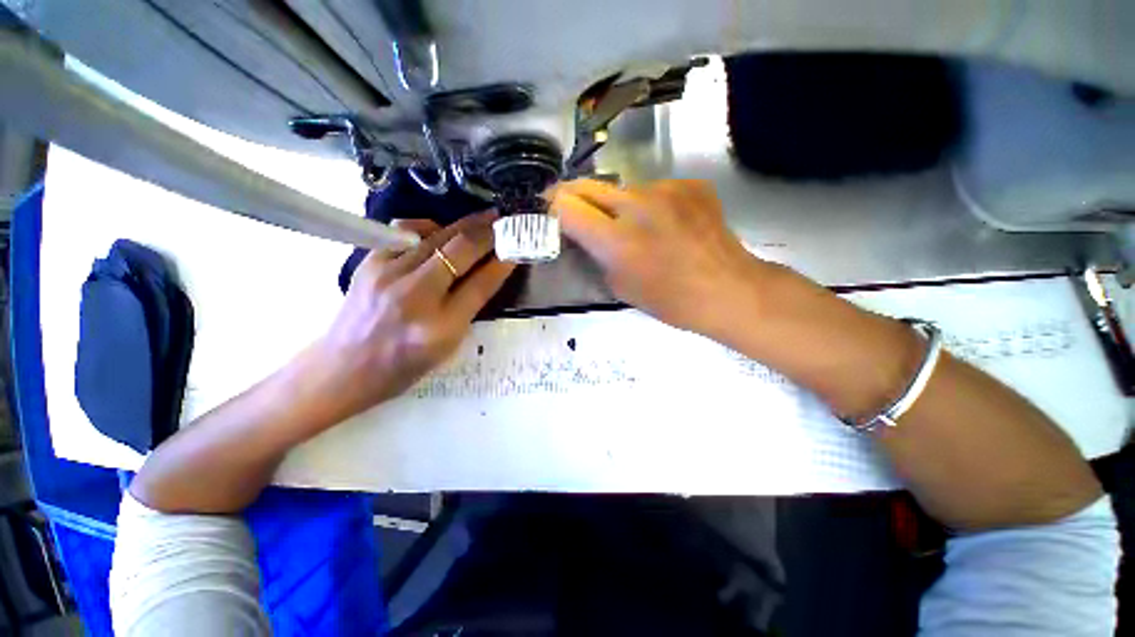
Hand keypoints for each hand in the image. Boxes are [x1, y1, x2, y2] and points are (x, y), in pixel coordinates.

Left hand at [308, 212, 514, 420]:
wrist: (345, 368)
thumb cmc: (404, 366)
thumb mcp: (449, 346)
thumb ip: (470, 308)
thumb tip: (489, 272)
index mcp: (441, 328)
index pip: (481, 284)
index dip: (502, 262)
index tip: (517, 246)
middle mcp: (415, 296)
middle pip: (460, 251)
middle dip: (488, 232)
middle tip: (504, 220)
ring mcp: (387, 274)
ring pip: (436, 235)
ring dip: (464, 225)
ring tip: (482, 219)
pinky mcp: (369, 262)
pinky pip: (405, 231)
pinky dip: (429, 226)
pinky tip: (439, 231)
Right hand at [551, 179, 768, 338]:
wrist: (727, 289)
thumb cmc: (670, 300)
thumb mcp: (619, 286)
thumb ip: (597, 255)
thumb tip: (587, 235)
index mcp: (616, 239)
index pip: (567, 206)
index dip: (551, 207)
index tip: (548, 211)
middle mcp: (637, 204)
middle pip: (589, 186)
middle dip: (573, 196)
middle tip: (572, 210)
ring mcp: (666, 189)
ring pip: (623, 189)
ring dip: (616, 205)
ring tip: (632, 227)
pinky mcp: (689, 184)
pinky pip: (654, 190)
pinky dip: (649, 205)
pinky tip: (664, 224)